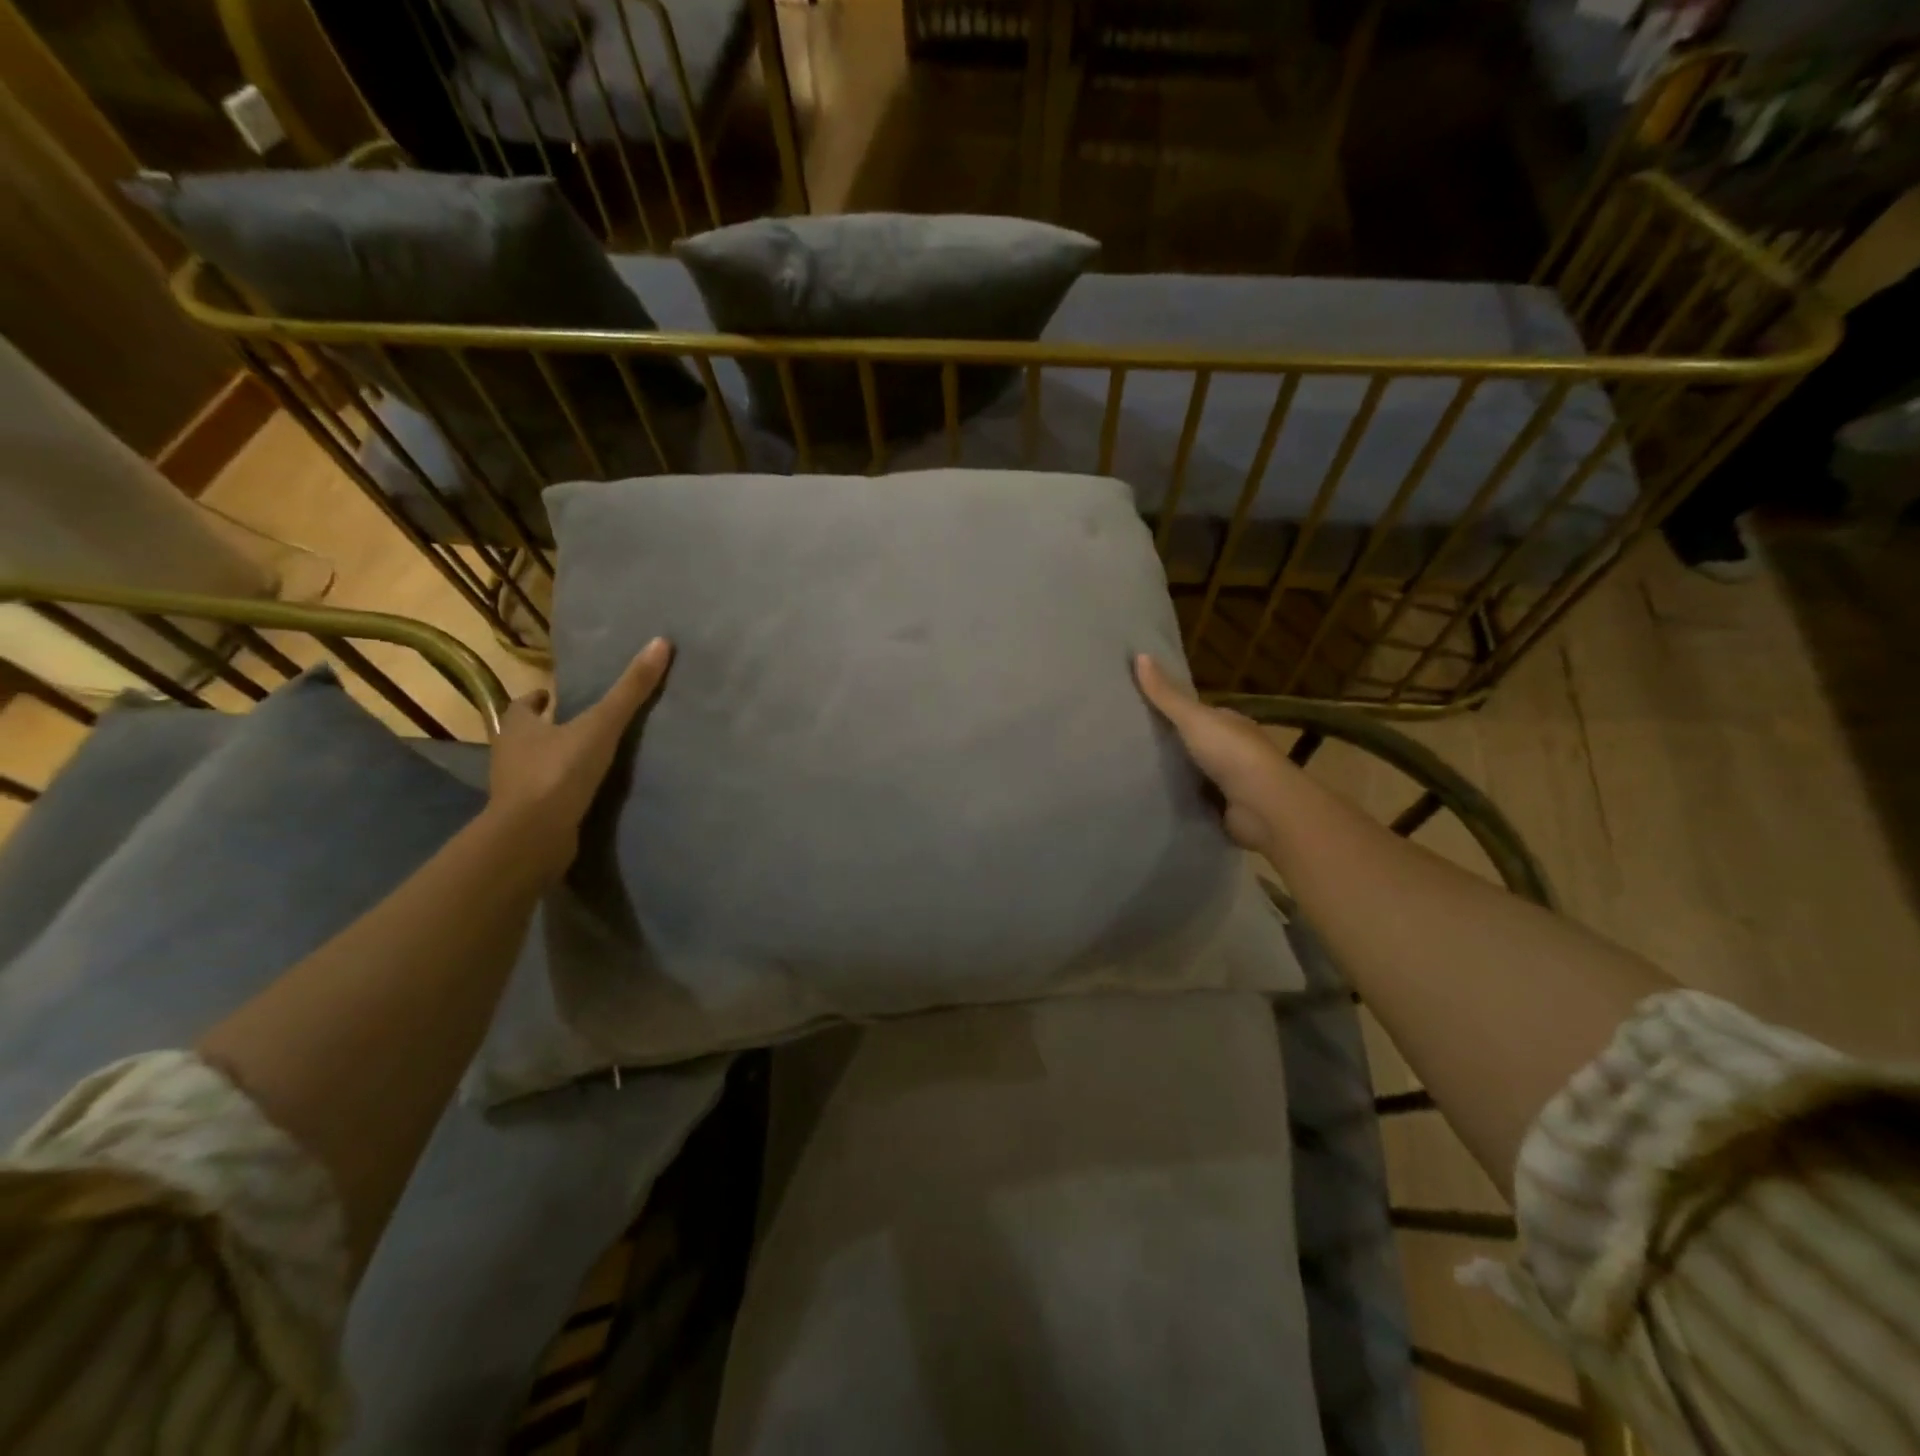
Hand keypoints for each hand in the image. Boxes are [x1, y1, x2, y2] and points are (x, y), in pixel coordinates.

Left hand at [487, 638, 672, 877]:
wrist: (533, 837)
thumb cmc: (559, 772)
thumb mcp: (601, 725)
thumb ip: (630, 690)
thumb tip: (660, 643)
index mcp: (517, 725)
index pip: (525, 704)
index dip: (542, 698)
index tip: (559, 695)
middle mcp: (509, 753)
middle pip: (529, 734)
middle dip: (551, 728)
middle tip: (584, 723)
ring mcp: (516, 788)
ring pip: (536, 765)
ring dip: (558, 760)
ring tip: (594, 758)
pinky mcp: (528, 816)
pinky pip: (547, 795)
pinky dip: (564, 790)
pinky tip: (590, 792)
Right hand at [1135, 654, 1291, 853]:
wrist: (1263, 806)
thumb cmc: (1231, 753)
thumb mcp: (1193, 718)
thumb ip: (1166, 694)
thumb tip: (1139, 654)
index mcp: (1231, 723)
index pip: (1201, 713)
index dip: (1175, 710)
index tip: (1142, 711)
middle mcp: (1234, 750)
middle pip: (1197, 743)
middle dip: (1172, 744)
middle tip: (1131, 744)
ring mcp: (1231, 782)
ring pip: (1196, 773)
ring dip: (1175, 774)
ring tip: (1135, 772)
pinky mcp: (1225, 810)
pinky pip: (1197, 801)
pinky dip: (1181, 799)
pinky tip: (1155, 799)